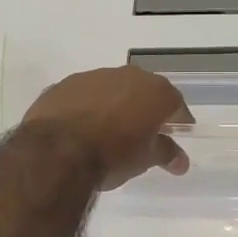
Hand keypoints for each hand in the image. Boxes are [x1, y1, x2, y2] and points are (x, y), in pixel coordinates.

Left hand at [21, 66, 193, 189]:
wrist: (57, 152)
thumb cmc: (112, 155)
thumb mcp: (145, 159)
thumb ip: (165, 153)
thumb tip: (181, 161)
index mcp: (154, 91)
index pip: (175, 103)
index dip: (178, 119)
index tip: (176, 134)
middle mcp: (127, 75)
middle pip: (144, 91)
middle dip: (146, 109)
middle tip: (143, 132)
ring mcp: (93, 76)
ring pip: (112, 89)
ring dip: (115, 105)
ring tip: (108, 131)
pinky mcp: (65, 84)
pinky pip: (84, 95)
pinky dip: (87, 107)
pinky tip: (81, 128)